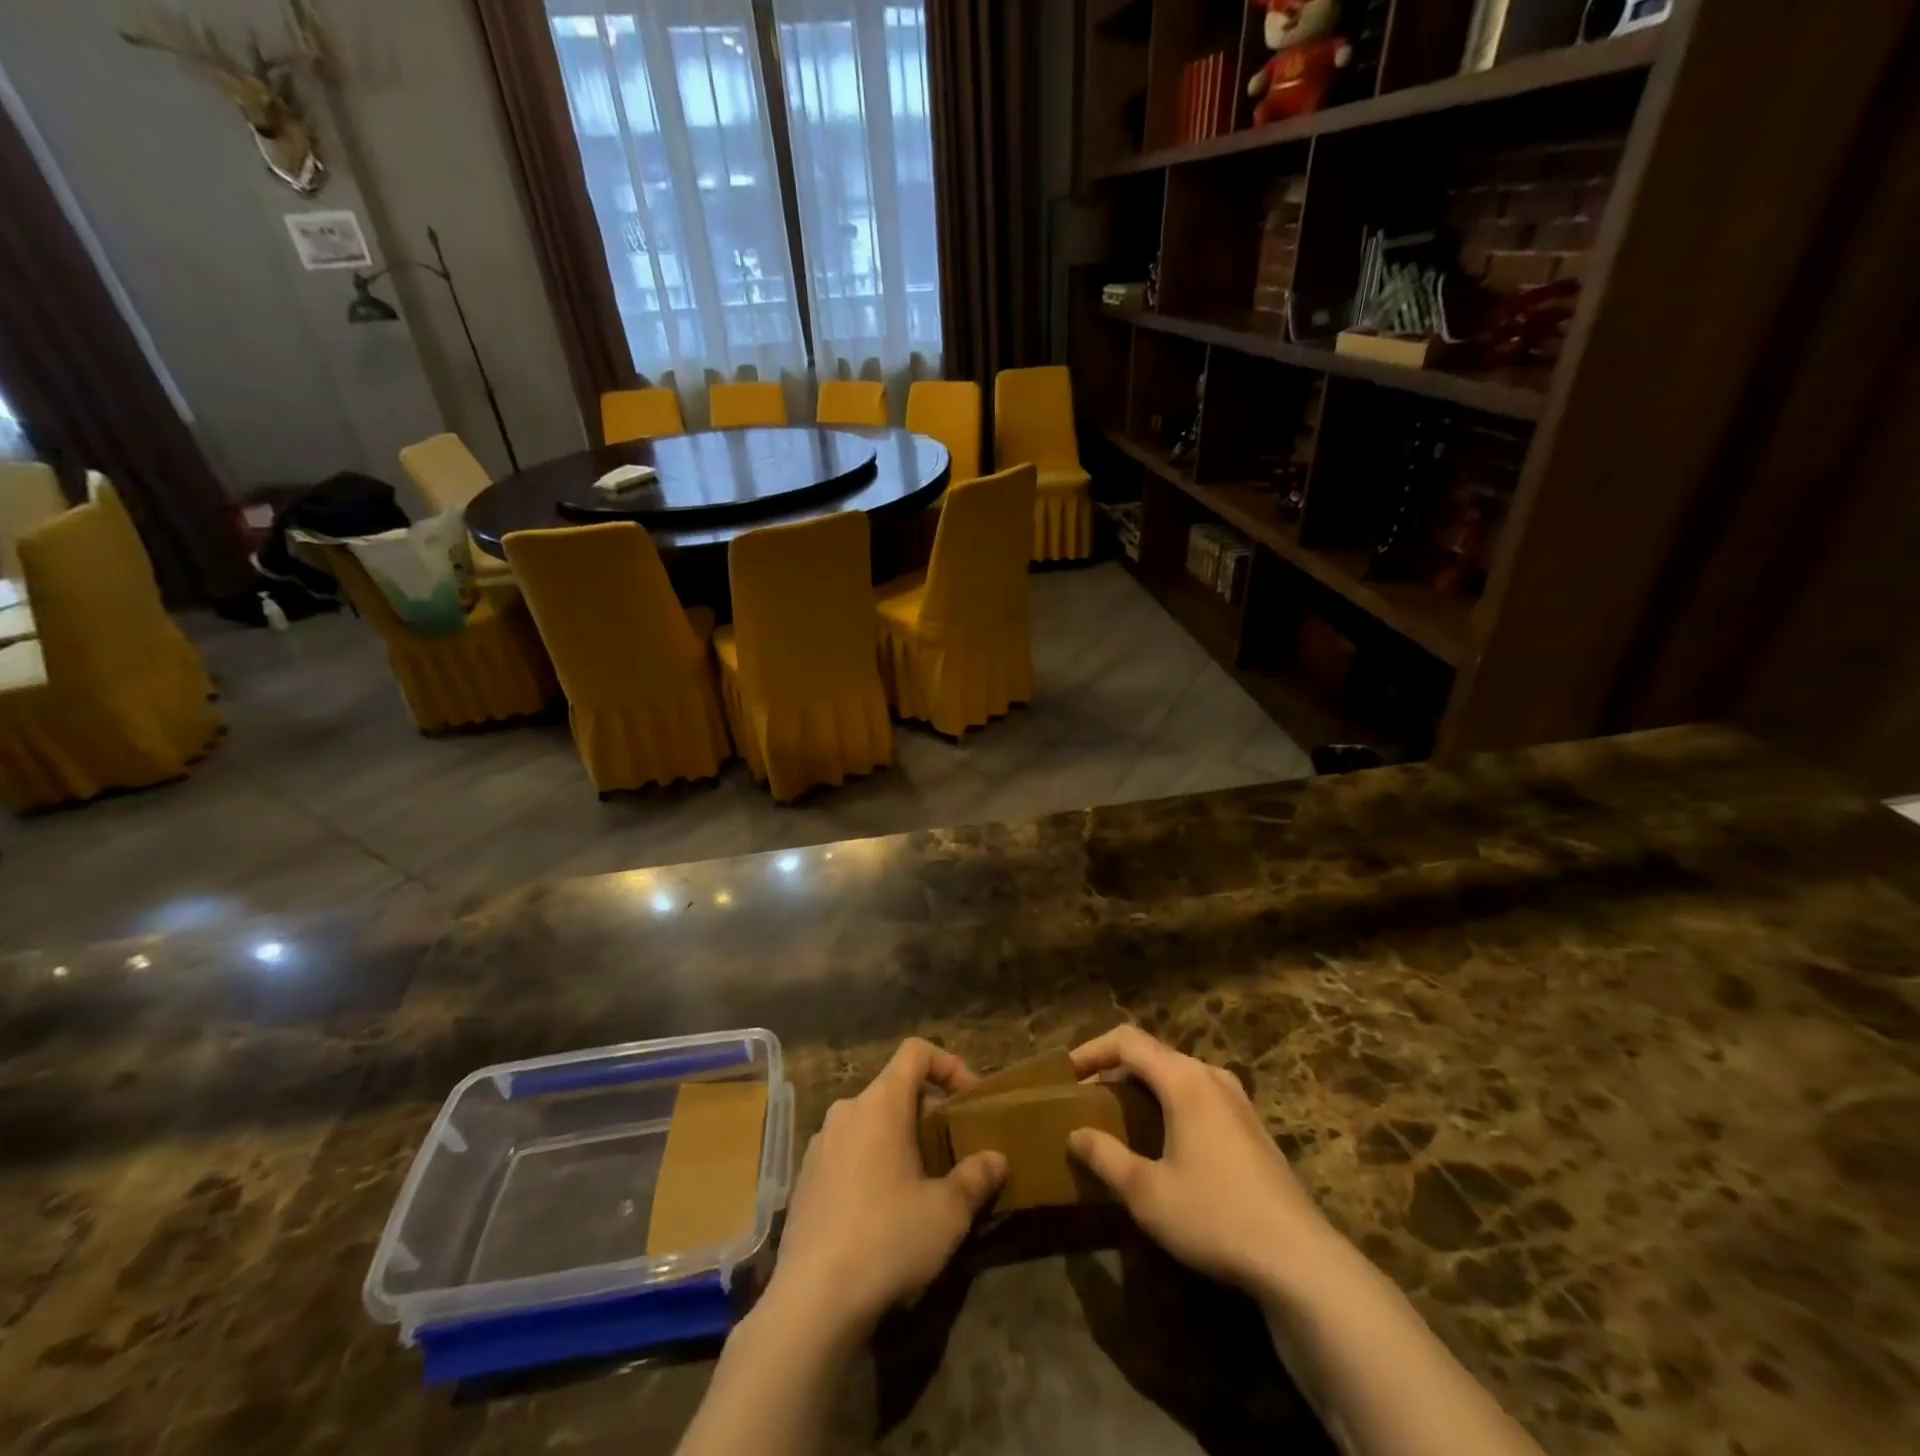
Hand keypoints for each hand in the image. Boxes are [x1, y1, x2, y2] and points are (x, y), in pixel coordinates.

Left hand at [765, 1039, 1005, 1343]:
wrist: (811, 1302)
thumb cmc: (887, 1240)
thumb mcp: (947, 1213)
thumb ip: (975, 1178)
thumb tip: (996, 1159)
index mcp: (880, 1104)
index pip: (915, 1052)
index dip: (948, 1064)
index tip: (969, 1099)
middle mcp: (846, 1111)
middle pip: (894, 1089)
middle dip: (927, 1110)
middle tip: (951, 1149)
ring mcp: (819, 1144)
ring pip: (869, 1122)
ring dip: (899, 1138)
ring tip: (920, 1182)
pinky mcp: (804, 1179)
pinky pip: (847, 1151)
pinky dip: (871, 1162)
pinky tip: (882, 1211)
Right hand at [1066, 1025, 1338, 1301]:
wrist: (1300, 1261)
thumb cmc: (1215, 1216)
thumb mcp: (1146, 1192)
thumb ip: (1105, 1156)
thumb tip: (1075, 1134)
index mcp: (1184, 1079)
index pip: (1127, 1040)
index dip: (1092, 1050)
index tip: (1066, 1075)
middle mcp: (1211, 1076)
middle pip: (1153, 1053)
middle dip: (1115, 1069)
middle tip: (1087, 1098)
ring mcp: (1237, 1100)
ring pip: (1178, 1074)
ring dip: (1143, 1086)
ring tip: (1119, 1116)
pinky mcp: (1252, 1126)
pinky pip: (1199, 1094)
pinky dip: (1169, 1102)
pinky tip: (1163, 1139)